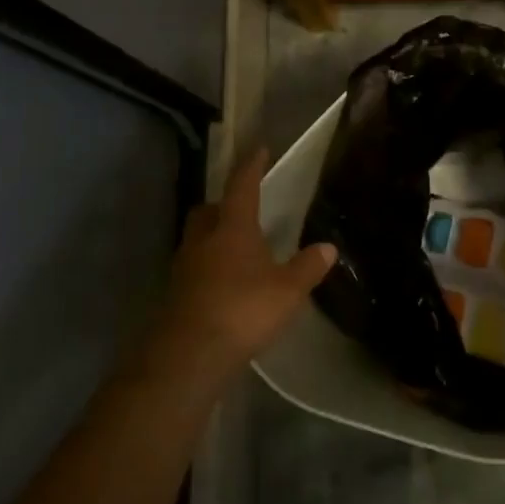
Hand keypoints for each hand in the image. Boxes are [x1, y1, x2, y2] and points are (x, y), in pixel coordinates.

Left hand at [140, 149, 336, 390]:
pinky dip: (208, 268)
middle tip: (241, 209)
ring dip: (213, 238)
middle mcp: (203, 240)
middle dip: (223, 205)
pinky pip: (194, 268)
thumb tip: (328, 248)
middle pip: (208, 211)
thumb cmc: (243, 310)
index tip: (258, 150)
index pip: (241, 187)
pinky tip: (225, 284)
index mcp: (232, 228)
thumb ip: (307, 267)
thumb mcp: (287, 290)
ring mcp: (185, 267)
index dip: (251, 167)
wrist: (190, 353)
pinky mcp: (176, 294)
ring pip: (197, 239)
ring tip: (236, 249)